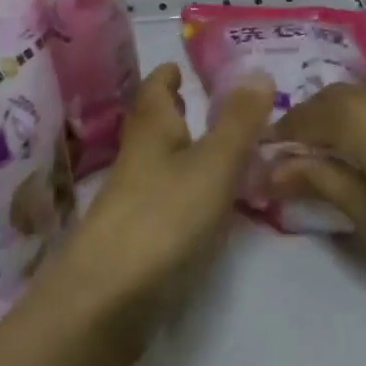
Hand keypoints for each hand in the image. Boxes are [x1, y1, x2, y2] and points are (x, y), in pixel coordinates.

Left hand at [42, 63, 272, 345]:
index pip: (155, 88)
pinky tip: (209, 204)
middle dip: (176, 111)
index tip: (183, 66)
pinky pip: (166, 197)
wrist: (107, 299)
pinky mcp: (138, 238)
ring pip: (160, 161)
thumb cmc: (163, 217)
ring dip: (184, 150)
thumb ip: (238, 122)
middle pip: (154, 124)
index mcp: (152, 129)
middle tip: (208, 103)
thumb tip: (258, 70)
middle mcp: (138, 158)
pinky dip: (187, 188)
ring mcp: (133, 200)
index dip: (168, 75)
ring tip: (219, 149)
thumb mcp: (213, 164)